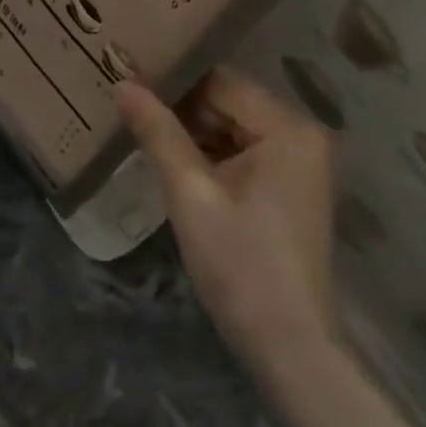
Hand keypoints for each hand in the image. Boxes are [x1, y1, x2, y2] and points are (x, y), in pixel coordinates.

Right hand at [115, 68, 336, 379]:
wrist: (289, 346)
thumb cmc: (239, 264)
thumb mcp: (190, 194)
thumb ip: (158, 133)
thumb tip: (123, 83)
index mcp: (287, 128)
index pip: (222, 83)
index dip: (175, 82)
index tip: (130, 79)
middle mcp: (302, 135)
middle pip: (231, 105)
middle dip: (183, 110)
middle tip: (130, 108)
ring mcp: (301, 163)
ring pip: (236, 130)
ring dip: (194, 135)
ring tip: (143, 131)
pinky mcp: (292, 188)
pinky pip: (247, 155)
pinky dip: (214, 157)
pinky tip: (175, 163)